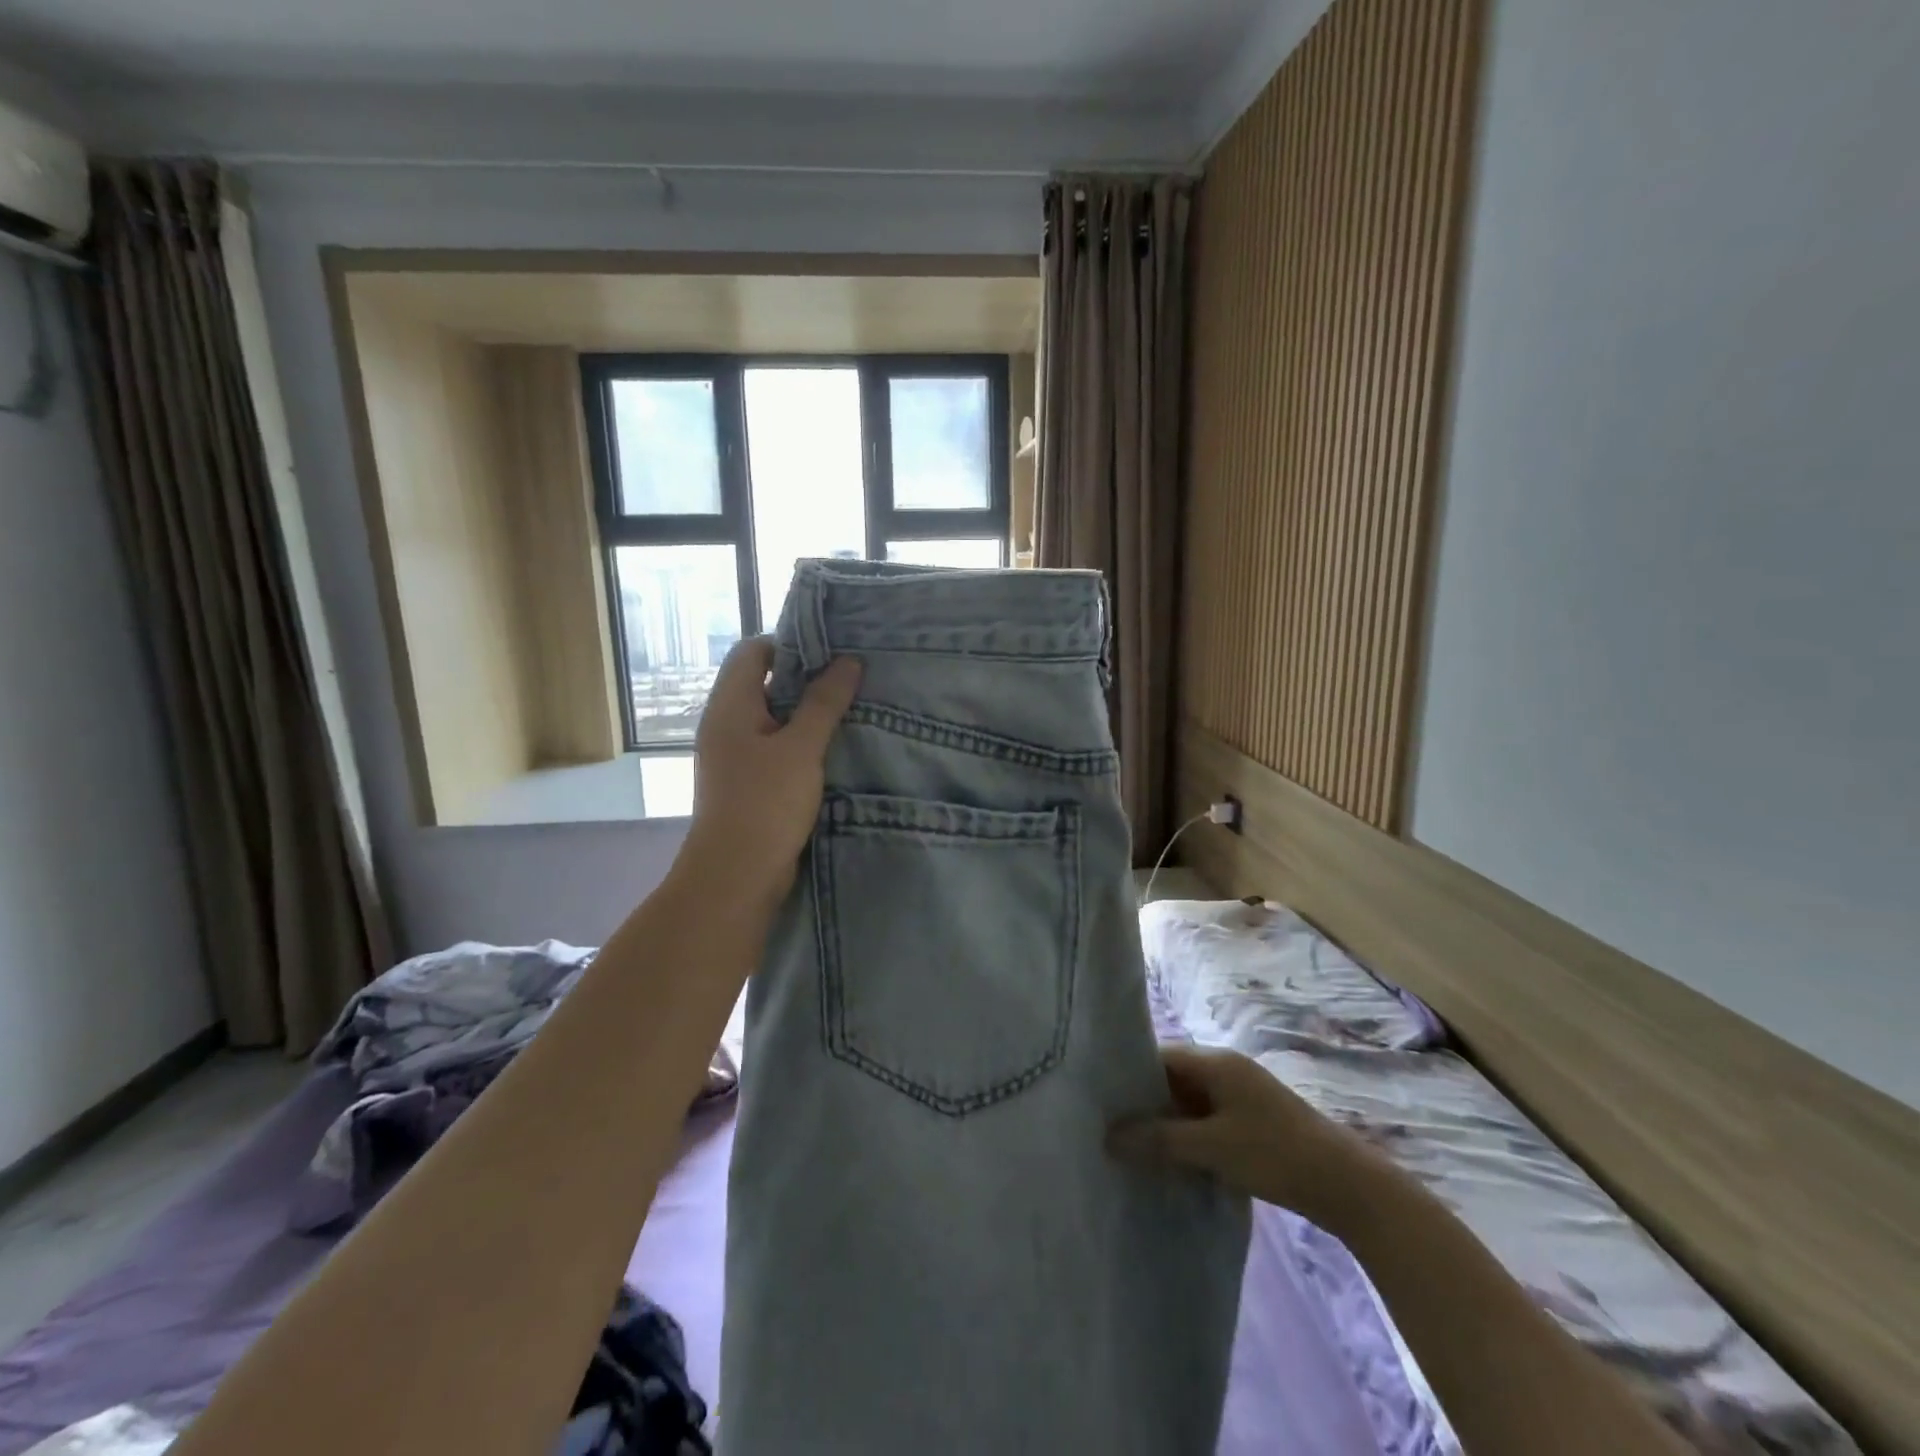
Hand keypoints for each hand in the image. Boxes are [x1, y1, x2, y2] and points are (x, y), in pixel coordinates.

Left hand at [681, 638, 861, 901]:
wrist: (735, 878)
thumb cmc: (765, 804)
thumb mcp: (801, 749)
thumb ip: (824, 703)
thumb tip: (849, 661)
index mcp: (730, 706)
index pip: (753, 651)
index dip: (790, 644)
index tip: (833, 652)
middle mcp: (726, 724)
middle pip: (763, 682)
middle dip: (807, 679)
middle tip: (851, 678)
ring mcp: (735, 755)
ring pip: (773, 718)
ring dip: (807, 713)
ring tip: (851, 710)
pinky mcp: (748, 782)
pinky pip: (775, 748)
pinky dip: (801, 742)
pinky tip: (834, 749)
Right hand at [1108, 1044, 1380, 1228]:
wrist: (1348, 1186)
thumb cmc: (1274, 1154)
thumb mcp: (1211, 1148)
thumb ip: (1159, 1140)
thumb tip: (1107, 1135)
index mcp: (1215, 1062)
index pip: (1159, 1056)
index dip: (1129, 1076)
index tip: (1102, 1101)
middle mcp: (1226, 1069)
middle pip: (1173, 1078)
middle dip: (1145, 1103)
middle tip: (1112, 1130)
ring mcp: (1242, 1095)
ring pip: (1190, 1102)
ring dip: (1167, 1123)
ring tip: (1136, 1149)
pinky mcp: (1253, 1120)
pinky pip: (1207, 1119)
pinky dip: (1189, 1135)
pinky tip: (1175, 1161)